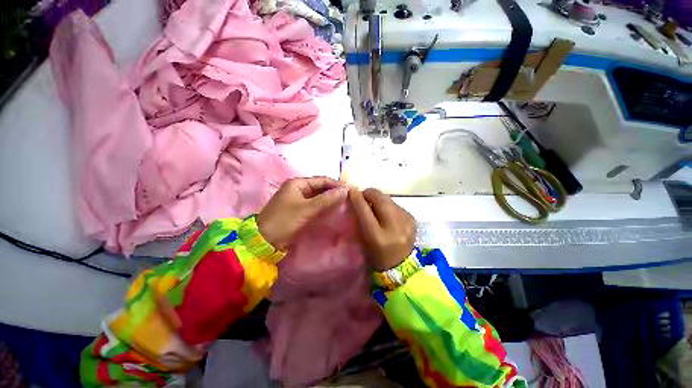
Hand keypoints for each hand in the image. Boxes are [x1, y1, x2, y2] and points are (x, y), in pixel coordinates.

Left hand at [257, 177, 347, 250]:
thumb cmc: (284, 221)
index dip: (336, 184)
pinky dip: (324, 206)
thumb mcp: (307, 209)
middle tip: (349, 197)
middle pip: (320, 187)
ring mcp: (298, 200)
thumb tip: (345, 190)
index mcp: (297, 183)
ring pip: (318, 196)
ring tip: (344, 202)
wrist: (264, 241)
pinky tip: (333, 209)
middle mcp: (298, 189)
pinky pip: (315, 205)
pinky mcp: (299, 210)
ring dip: (330, 199)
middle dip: (334, 191)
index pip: (321, 180)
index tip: (350, 189)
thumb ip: (327, 199)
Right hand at [349, 188, 415, 270]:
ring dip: (379, 199)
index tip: (351, 191)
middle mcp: (394, 227)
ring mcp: (406, 222)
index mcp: (377, 237)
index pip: (364, 210)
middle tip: (363, 197)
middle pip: (380, 198)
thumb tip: (358, 197)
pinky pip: (396, 204)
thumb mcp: (364, 240)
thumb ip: (360, 218)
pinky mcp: (412, 219)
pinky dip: (388, 206)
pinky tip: (387, 214)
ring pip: (388, 199)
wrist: (402, 267)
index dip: (357, 197)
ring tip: (375, 206)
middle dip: (369, 193)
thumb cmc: (377, 256)